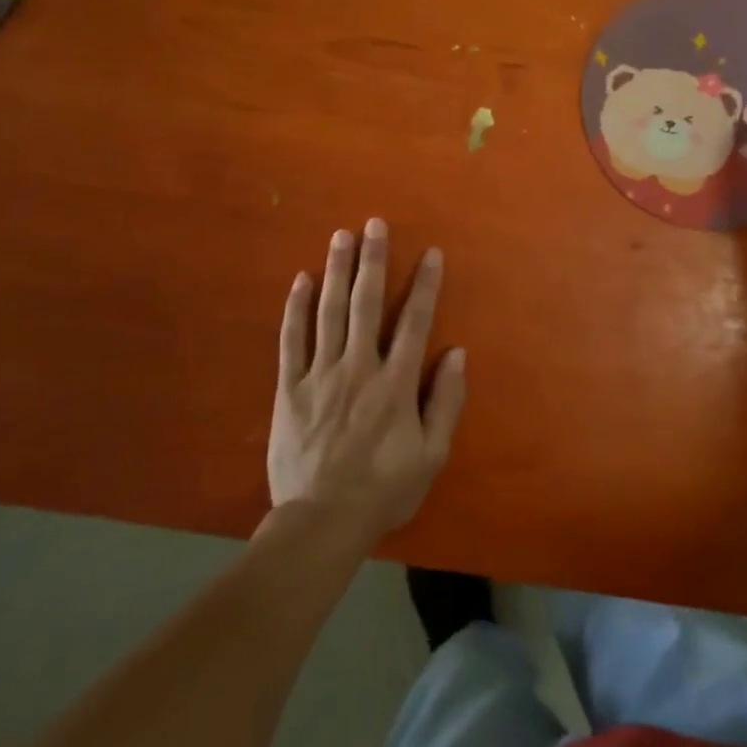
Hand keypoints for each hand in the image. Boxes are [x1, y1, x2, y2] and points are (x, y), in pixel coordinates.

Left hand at [270, 219, 466, 544]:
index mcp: (395, 384)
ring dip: (337, 271)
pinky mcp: (290, 389)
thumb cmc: (383, 490)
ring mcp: (320, 376)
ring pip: (329, 312)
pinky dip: (296, 308)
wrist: (321, 523)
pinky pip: (291, 340)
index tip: (431, 253)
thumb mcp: (431, 455)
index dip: (424, 285)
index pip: (414, 322)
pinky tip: (301, 279)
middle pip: (366, 304)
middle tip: (374, 224)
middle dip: (373, 260)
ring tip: (341, 236)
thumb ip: (445, 402)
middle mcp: (359, 368)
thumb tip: (457, 354)